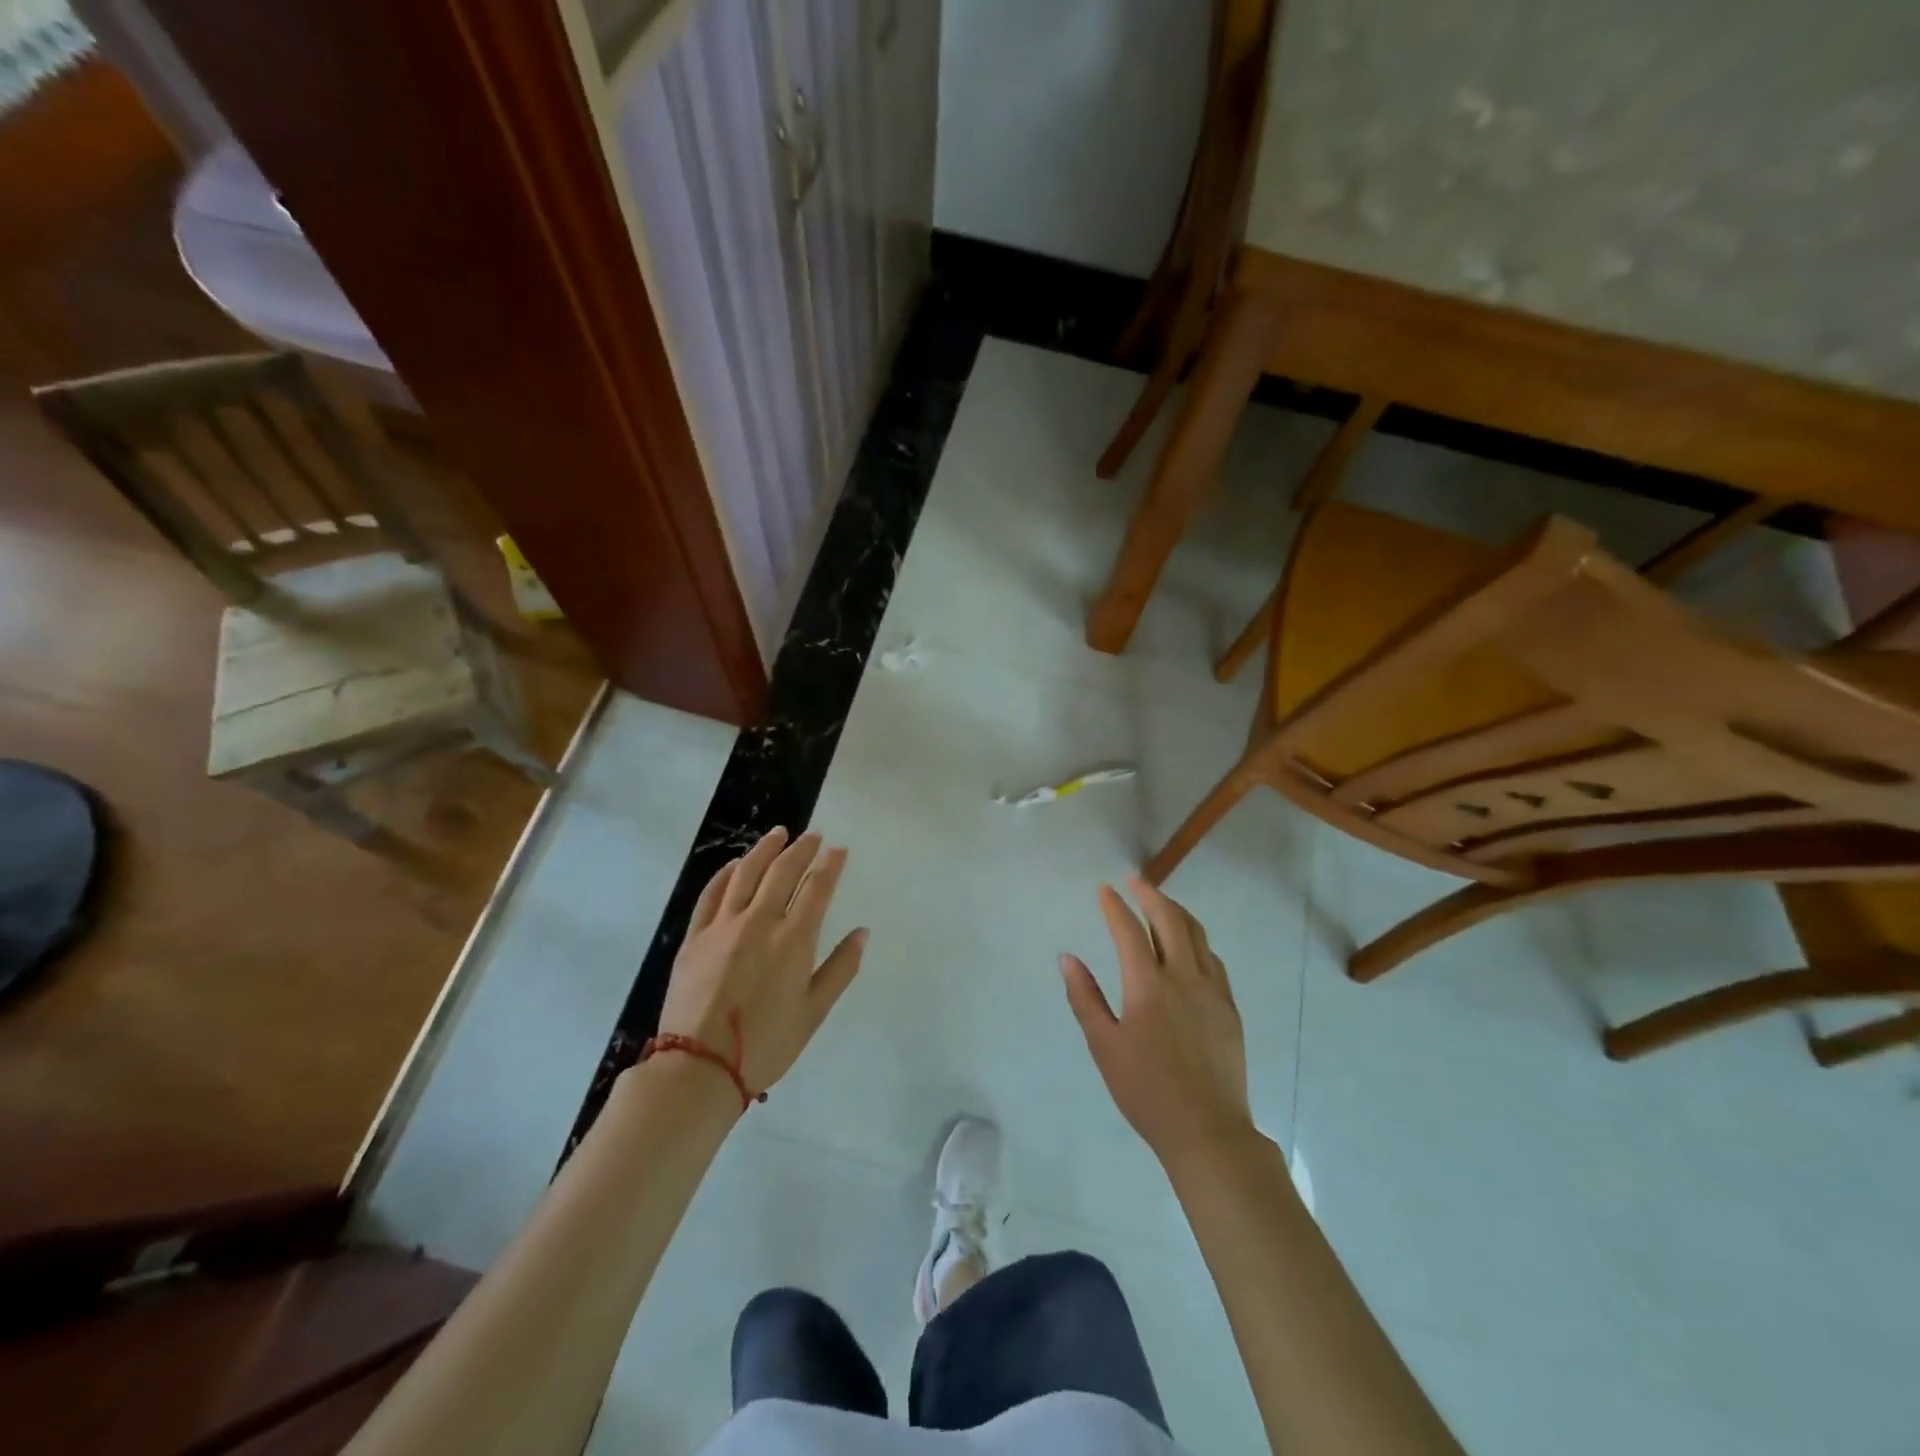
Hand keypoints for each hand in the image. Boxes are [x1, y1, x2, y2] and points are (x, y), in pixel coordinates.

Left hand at [656, 828, 867, 1099]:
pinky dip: (726, 874)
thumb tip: (862, 933)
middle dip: (801, 849)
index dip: (830, 864)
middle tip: (813, 835)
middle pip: (782, 872)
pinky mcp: (694, 937)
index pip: (817, 888)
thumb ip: (840, 968)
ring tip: (778, 834)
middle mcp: (759, 922)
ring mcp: (722, 926)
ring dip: (764, 849)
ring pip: (745, 873)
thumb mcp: (814, 1012)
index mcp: (793, 940)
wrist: (699, 1068)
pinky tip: (735, 864)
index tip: (839, 849)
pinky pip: (712, 894)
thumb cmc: (766, 1045)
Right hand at [1061, 876, 1253, 1163]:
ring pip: (1197, 934)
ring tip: (1160, 901)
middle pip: (1170, 920)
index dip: (1115, 906)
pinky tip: (1189, 943)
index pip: (1129, 930)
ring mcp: (1212, 990)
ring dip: (1176, 911)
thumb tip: (1068, 958)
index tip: (1104, 889)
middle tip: (1135, 880)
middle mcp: (1183, 977)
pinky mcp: (1229, 1006)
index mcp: (1148, 986)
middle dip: (1151, 894)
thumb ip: (1085, 997)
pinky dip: (1196, 939)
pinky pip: (1213, 958)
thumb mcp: (1104, 1046)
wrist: (1207, 1130)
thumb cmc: (1146, 1091)